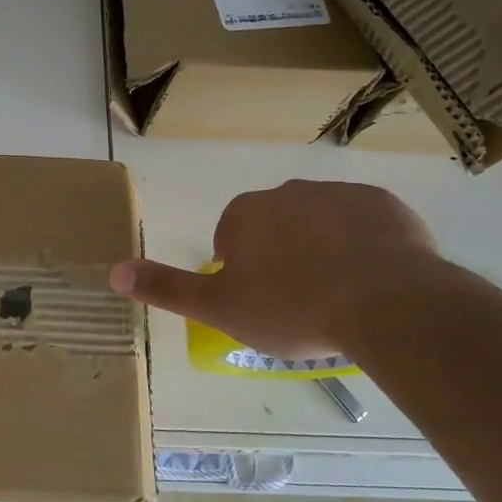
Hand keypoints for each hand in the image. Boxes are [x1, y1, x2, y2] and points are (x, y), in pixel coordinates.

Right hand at [109, 180, 440, 358]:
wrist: (387, 304)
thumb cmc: (292, 307)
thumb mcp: (220, 308)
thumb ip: (166, 288)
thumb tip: (113, 272)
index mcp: (245, 214)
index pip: (231, 237)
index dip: (242, 272)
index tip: (262, 302)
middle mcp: (287, 192)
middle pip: (275, 226)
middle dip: (282, 256)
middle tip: (298, 302)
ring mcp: (339, 194)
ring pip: (320, 224)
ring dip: (322, 249)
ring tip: (338, 295)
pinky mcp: (385, 205)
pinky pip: (365, 225)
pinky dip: (364, 246)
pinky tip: (373, 280)